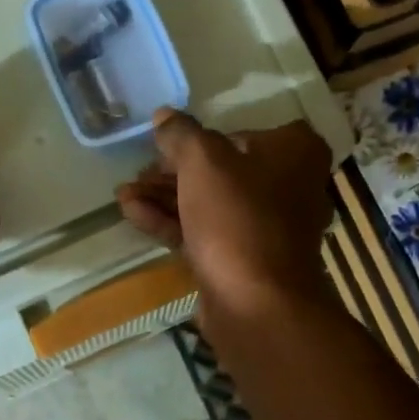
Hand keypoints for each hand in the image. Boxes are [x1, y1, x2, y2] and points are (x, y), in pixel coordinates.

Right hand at [115, 109, 333, 317]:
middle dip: (172, 173)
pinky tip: (132, 213)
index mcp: (295, 152)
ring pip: (209, 203)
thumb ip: (181, 134)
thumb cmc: (237, 218)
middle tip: (137, 172)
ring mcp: (266, 228)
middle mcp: (288, 187)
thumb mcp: (203, 162)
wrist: (255, 302)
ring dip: (165, 197)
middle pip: (221, 171)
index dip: (198, 140)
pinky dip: (171, 222)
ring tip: (123, 194)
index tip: (164, 146)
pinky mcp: (244, 259)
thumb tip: (164, 117)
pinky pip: (205, 232)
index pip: (239, 134)